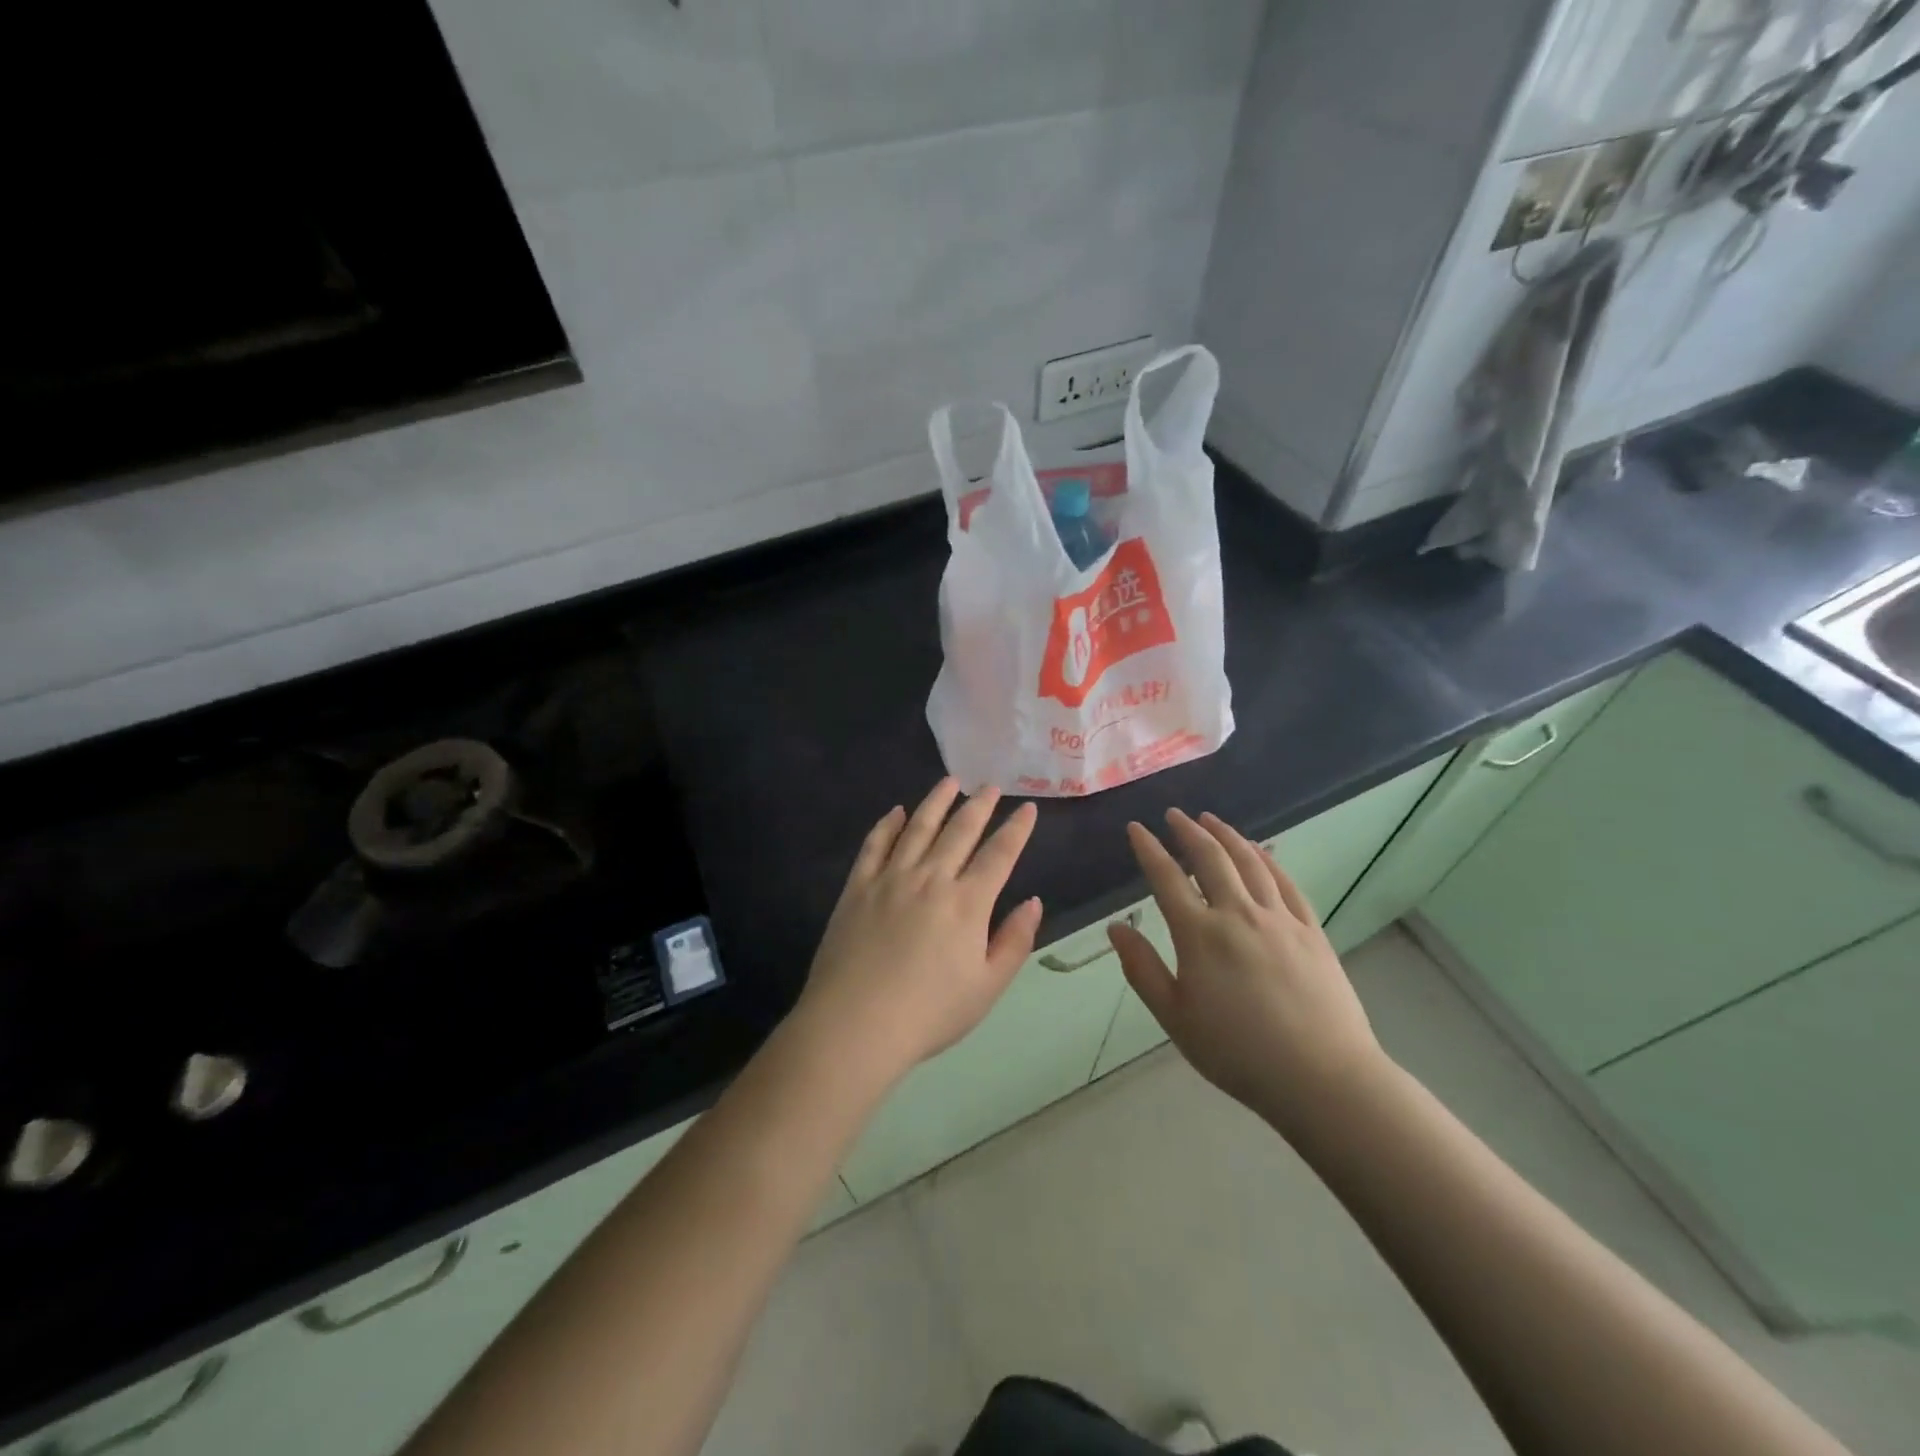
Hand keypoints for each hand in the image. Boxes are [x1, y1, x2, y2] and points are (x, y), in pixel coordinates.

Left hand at [795, 779, 1042, 1087]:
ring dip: (936, 802)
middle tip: (990, 786)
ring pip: (918, 827)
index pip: (999, 855)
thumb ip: (1014, 941)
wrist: (855, 1024)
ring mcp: (890, 878)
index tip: (1028, 808)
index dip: (1017, 829)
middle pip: (960, 831)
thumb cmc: (929, 1013)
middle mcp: (931, 878)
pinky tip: (897, 812)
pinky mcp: (858, 887)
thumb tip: (1033, 902)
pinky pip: (875, 845)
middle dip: (979, 806)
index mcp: (967, 903)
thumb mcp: (987, 987)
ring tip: (949, 782)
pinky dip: (888, 824)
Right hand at [1108, 809, 1387, 1132]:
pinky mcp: (1311, 930)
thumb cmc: (1237, 1052)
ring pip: (1249, 862)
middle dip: (1188, 831)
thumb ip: (1142, 969)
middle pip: (1210, 859)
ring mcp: (1279, 919)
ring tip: (1211, 820)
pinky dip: (1267, 859)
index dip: (1149, 849)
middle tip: (1174, 814)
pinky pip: (1286, 882)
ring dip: (1227, 835)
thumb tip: (1115, 927)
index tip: (1136, 828)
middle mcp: (1238, 914)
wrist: (1321, 1077)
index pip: (1166, 878)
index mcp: (1199, 935)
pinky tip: (1260, 851)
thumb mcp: (1175, 1017)